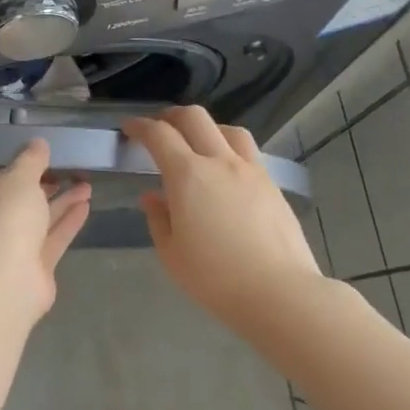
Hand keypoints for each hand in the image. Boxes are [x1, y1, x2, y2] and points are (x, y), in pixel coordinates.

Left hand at [0, 139, 92, 316]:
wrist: (6, 275)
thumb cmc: (3, 214)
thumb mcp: (20, 177)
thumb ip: (31, 160)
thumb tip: (39, 143)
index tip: (23, 161)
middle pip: (11, 202)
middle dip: (39, 186)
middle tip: (64, 171)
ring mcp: (6, 249)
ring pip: (35, 221)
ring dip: (60, 203)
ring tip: (86, 185)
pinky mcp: (31, 268)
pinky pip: (51, 239)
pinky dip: (66, 222)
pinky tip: (86, 205)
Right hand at [123, 107, 324, 329]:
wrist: (279, 293)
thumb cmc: (216, 278)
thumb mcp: (172, 254)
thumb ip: (158, 219)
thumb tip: (153, 197)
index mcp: (188, 176)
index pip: (159, 135)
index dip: (140, 127)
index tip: (129, 128)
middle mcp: (220, 162)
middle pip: (195, 118)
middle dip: (171, 116)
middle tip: (159, 128)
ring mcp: (251, 171)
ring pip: (227, 129)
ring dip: (206, 128)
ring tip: (197, 144)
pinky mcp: (272, 185)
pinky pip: (247, 152)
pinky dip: (229, 149)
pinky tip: (226, 172)